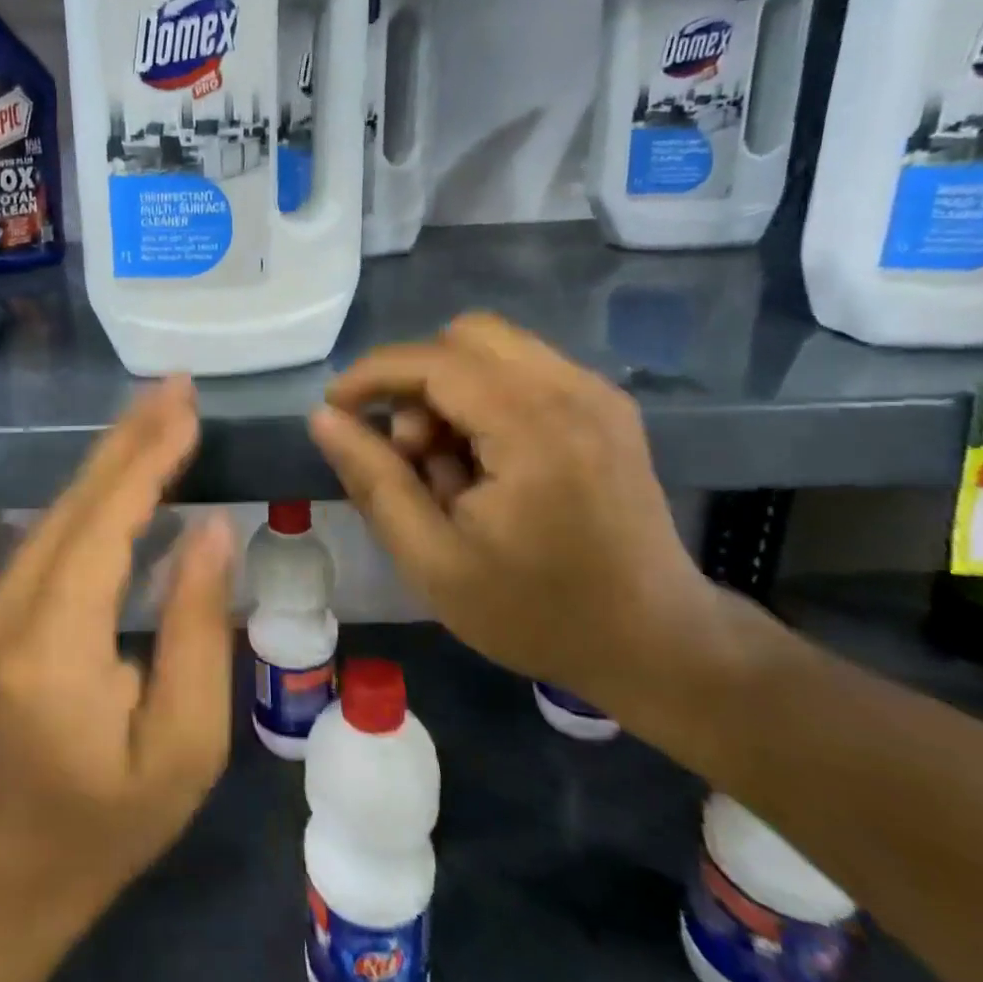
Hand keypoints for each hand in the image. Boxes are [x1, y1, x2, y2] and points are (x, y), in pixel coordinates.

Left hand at [0, 377, 236, 921]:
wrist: (13, 866)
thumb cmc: (112, 820)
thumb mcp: (186, 745)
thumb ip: (198, 629)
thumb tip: (211, 529)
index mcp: (52, 646)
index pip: (103, 526)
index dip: (147, 461)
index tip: (187, 409)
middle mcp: (9, 607)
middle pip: (76, 501)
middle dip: (131, 437)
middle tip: (178, 386)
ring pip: (61, 506)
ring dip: (115, 453)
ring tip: (163, 409)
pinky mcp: (1, 603)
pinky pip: (56, 528)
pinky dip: (99, 487)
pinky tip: (130, 462)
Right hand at [307, 314, 713, 709]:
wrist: (658, 644)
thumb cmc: (537, 612)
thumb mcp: (433, 561)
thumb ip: (374, 481)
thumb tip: (324, 418)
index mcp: (534, 430)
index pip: (434, 361)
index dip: (371, 375)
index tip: (334, 409)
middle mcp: (572, 391)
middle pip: (465, 337)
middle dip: (416, 381)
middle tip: (408, 450)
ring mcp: (596, 393)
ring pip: (493, 348)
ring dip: (448, 389)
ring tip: (447, 464)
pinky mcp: (605, 405)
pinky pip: (522, 369)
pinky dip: (483, 397)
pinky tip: (484, 459)